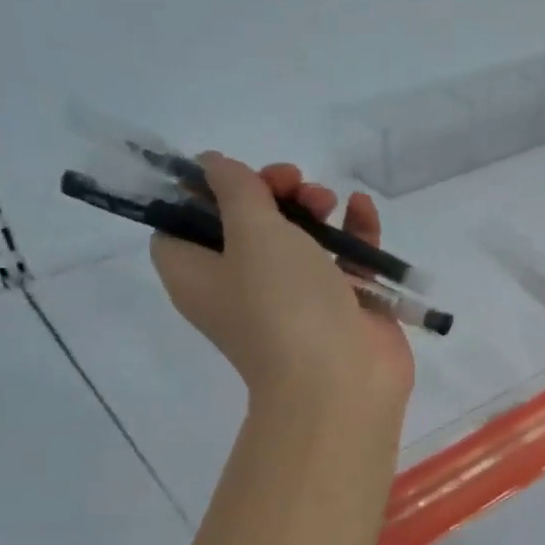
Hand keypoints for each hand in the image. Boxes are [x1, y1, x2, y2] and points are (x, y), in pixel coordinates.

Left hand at [150, 155, 414, 424]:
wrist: (342, 381)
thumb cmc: (285, 305)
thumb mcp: (252, 234)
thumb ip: (236, 190)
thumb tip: (212, 164)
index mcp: (200, 275)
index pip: (182, 225)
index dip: (202, 192)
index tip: (235, 174)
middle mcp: (242, 286)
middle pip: (246, 225)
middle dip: (270, 193)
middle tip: (293, 182)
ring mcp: (296, 297)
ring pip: (299, 239)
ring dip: (313, 208)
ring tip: (330, 200)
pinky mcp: (342, 304)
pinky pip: (343, 257)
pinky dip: (352, 230)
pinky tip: (363, 208)